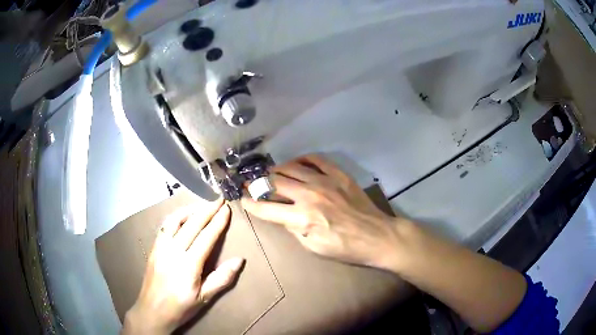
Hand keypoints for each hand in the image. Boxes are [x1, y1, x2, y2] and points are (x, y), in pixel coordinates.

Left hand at [123, 199, 243, 334]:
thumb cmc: (181, 307)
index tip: (227, 209)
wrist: (152, 311)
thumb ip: (222, 278)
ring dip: (190, 210)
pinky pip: (165, 226)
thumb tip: (240, 260)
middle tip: (218, 200)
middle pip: (192, 224)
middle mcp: (173, 251)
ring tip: (201, 205)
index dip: (218, 222)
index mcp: (188, 265)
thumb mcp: (205, 298)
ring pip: (175, 220)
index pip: (206, 237)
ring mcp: (161, 247)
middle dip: (207, 210)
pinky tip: (181, 217)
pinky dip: (175, 217)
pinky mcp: (154, 248)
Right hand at [242, 154, 407, 270]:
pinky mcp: (339, 175)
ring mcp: (325, 181)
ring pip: (292, 167)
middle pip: (274, 182)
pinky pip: (316, 159)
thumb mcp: (314, 248)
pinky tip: (296, 164)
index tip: (242, 199)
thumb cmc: (345, 248)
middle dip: (257, 183)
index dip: (250, 203)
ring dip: (276, 170)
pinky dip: (302, 159)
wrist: (377, 236)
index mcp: (302, 218)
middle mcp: (310, 195)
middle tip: (250, 183)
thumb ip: (294, 229)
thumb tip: (282, 215)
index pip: (266, 208)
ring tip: (271, 173)